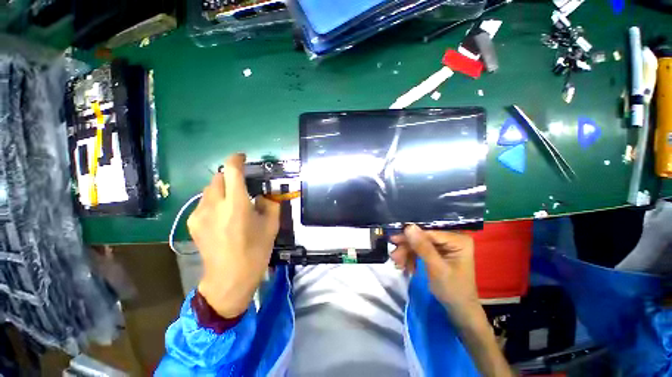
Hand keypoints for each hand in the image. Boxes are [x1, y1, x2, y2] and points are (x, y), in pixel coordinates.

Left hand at [187, 154, 279, 317]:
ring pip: (209, 190)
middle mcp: (214, 205)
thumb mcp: (271, 226)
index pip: (231, 171)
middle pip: (217, 177)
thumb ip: (270, 205)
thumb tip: (264, 196)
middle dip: (229, 176)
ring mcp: (199, 214)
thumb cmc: (255, 252)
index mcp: (237, 205)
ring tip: (233, 202)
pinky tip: (223, 215)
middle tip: (242, 185)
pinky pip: (204, 203)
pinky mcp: (192, 223)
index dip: (236, 160)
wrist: (229, 279)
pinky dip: (215, 201)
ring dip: (222, 189)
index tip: (242, 158)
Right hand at [392, 225, 514, 376]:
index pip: (429, 232)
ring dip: (407, 254)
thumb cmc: (454, 292)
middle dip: (407, 247)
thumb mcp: (437, 269)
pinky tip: (405, 266)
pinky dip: (411, 259)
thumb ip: (423, 246)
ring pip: (419, 246)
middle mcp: (451, 240)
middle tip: (394, 256)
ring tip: (398, 264)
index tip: (394, 239)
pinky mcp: (437, 257)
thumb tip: (408, 226)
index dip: (411, 235)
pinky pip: (420, 253)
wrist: (461, 314)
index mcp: (458, 239)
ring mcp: (444, 249)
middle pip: (423, 238)